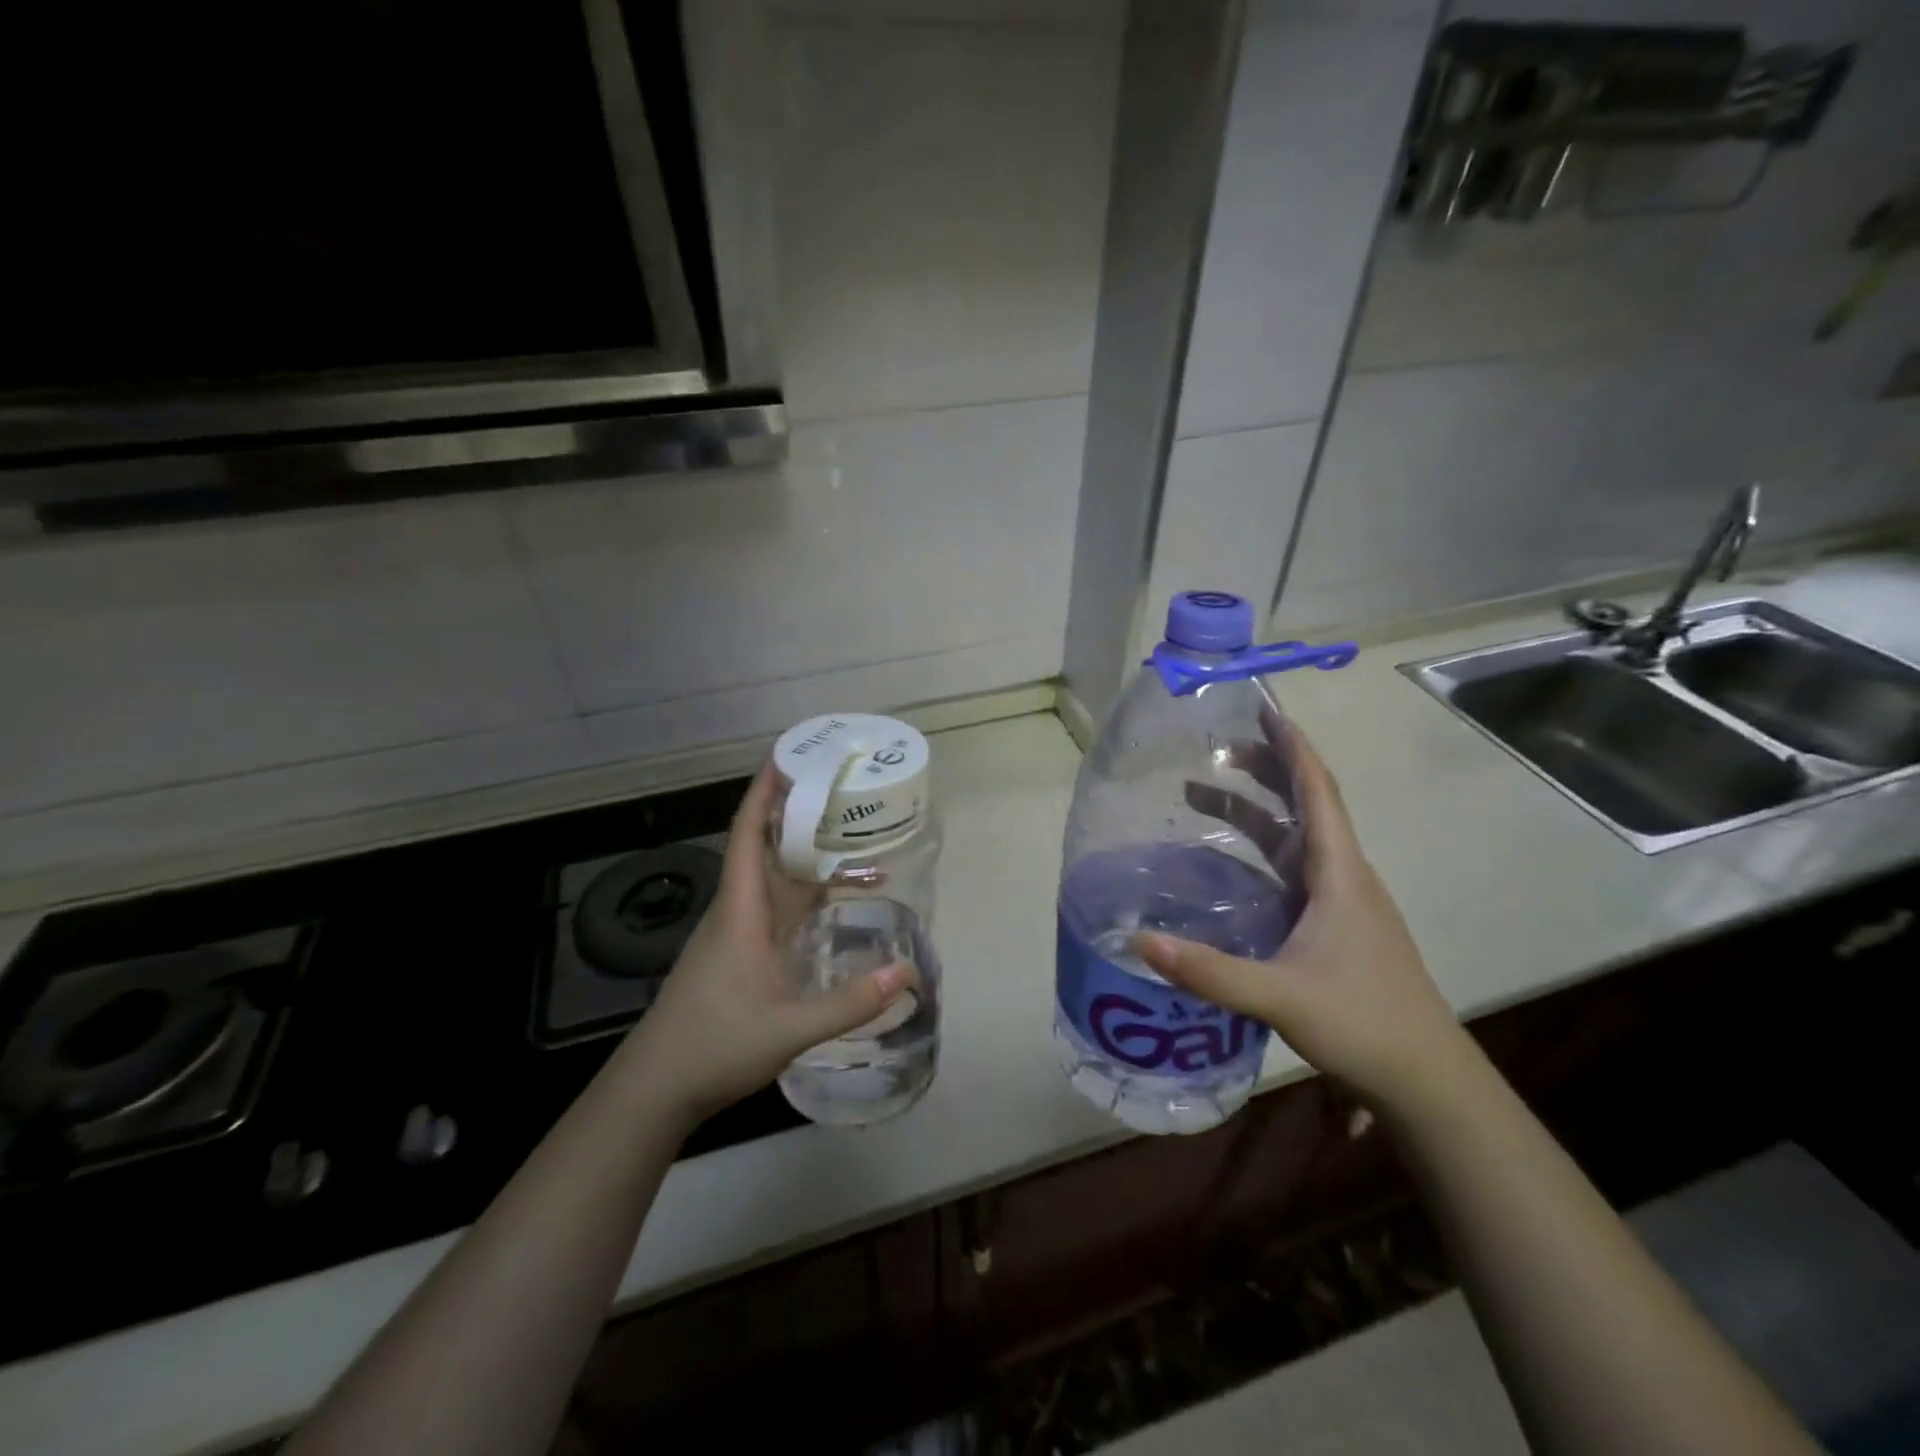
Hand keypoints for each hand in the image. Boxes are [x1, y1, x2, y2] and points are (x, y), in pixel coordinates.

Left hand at [621, 762, 911, 1122]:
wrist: (655, 1089)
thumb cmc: (714, 1046)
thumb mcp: (789, 1028)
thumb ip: (850, 1002)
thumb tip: (906, 972)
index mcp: (739, 911)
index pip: (746, 835)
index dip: (763, 793)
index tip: (786, 757)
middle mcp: (735, 912)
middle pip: (764, 848)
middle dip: (797, 815)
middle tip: (841, 792)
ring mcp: (733, 934)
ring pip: (772, 880)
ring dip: (805, 859)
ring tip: (852, 842)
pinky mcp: (736, 956)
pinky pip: (775, 910)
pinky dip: (804, 896)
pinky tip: (832, 906)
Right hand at [1135, 723, 1470, 1110]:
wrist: (1427, 1080)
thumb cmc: (1364, 1023)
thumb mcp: (1279, 996)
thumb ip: (1208, 970)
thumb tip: (1138, 941)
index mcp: (1340, 873)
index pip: (1318, 791)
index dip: (1292, 748)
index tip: (1264, 711)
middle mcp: (1342, 876)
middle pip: (1305, 805)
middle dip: (1264, 770)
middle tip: (1215, 749)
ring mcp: (1340, 902)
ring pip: (1295, 839)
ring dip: (1254, 811)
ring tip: (1201, 795)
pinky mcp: (1333, 927)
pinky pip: (1291, 870)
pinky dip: (1258, 851)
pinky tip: (1227, 865)